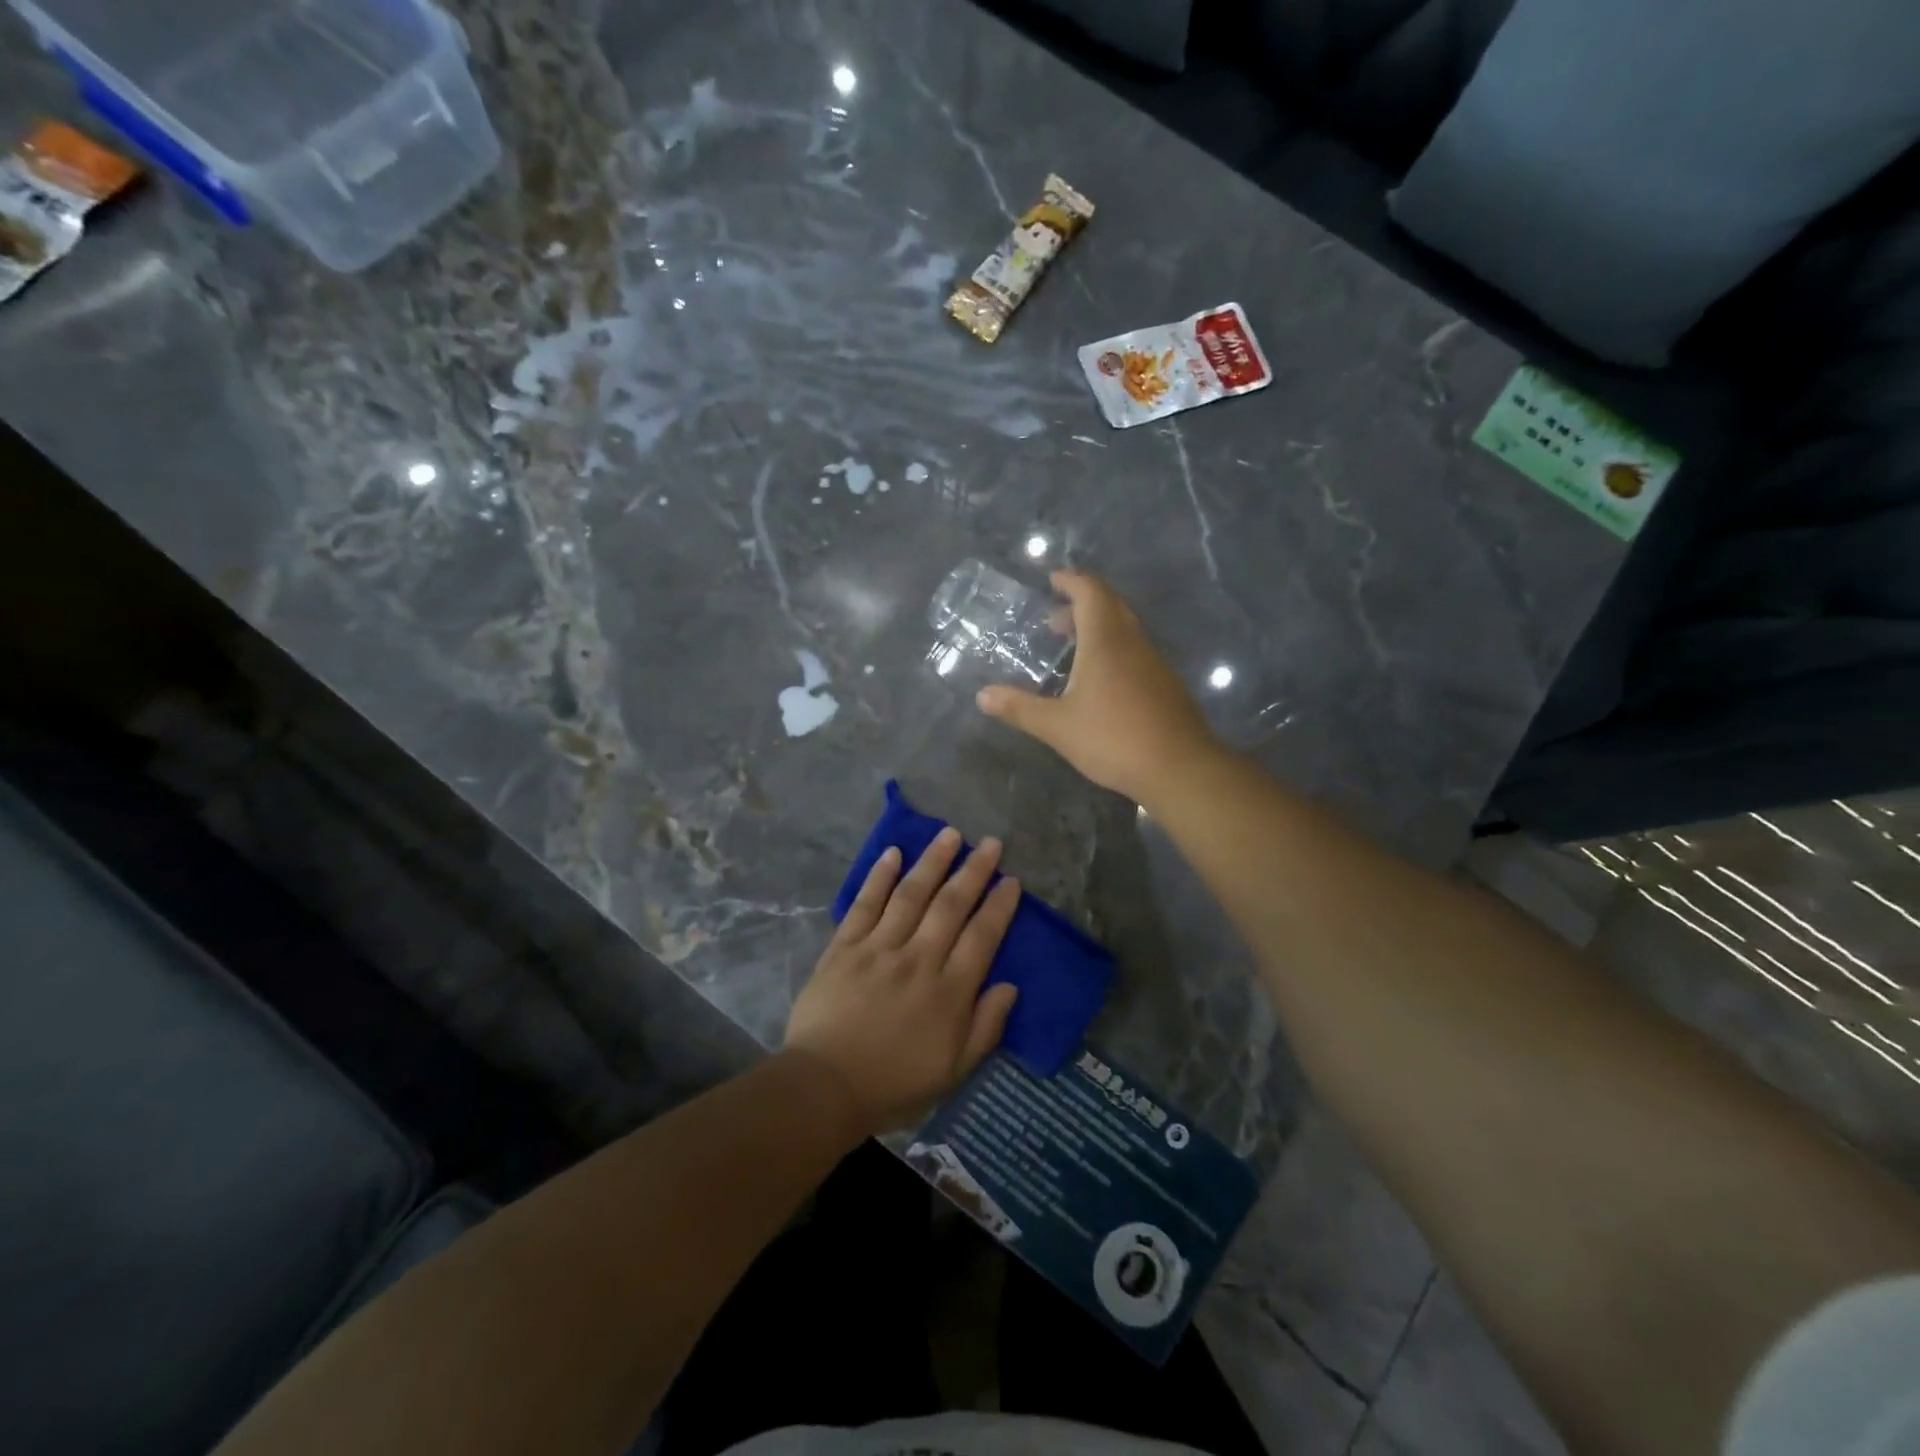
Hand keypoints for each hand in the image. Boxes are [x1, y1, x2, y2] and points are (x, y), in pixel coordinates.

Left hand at [785, 828, 1021, 1133]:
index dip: (999, 906)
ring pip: (911, 895)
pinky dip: (879, 877)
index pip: (982, 937)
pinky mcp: (845, 946)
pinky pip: (865, 904)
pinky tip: (893, 853)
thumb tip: (1009, 986)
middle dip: (974, 871)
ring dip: (933, 862)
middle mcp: (918, 959)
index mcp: (948, 992)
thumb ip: (985, 1027)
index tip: (1011, 880)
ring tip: (950, 834)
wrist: (825, 1087)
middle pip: (950, 906)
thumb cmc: (894, 1084)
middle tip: (990, 843)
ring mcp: (879, 948)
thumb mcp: (953, 1071)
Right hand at [976, 570, 1219, 803]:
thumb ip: (1020, 708)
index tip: (1052, 579)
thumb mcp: (1057, 726)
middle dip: (1080, 604)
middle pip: (1110, 605)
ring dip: (1098, 629)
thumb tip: (982, 696)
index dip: (1071, 580)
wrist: (1179, 767)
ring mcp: (1154, 663)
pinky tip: (1100, 682)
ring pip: (1125, 630)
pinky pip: (1136, 652)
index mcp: (1106, 640)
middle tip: (1053, 620)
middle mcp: (1133, 642)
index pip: (1090, 591)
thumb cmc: (1113, 738)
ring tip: (1072, 650)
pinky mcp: (1166, 685)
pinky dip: (1113, 650)